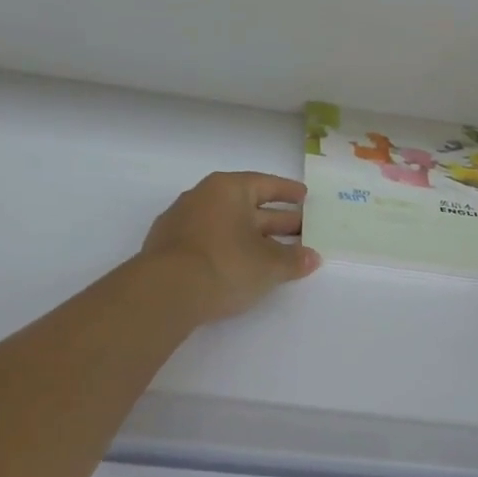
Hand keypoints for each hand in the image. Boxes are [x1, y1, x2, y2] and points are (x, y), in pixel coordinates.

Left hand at [140, 171, 320, 321]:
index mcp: (228, 189)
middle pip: (247, 207)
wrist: (165, 292)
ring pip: (228, 226)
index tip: (304, 197)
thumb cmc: (225, 264)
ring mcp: (182, 223)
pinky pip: (210, 242)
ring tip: (276, 252)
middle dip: (276, 220)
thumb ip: (293, 260)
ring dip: (253, 238)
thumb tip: (312, 257)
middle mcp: (202, 198)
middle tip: (302, 229)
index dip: (287, 191)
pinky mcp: (169, 250)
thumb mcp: (268, 265)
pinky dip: (229, 250)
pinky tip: (240, 266)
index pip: (264, 184)